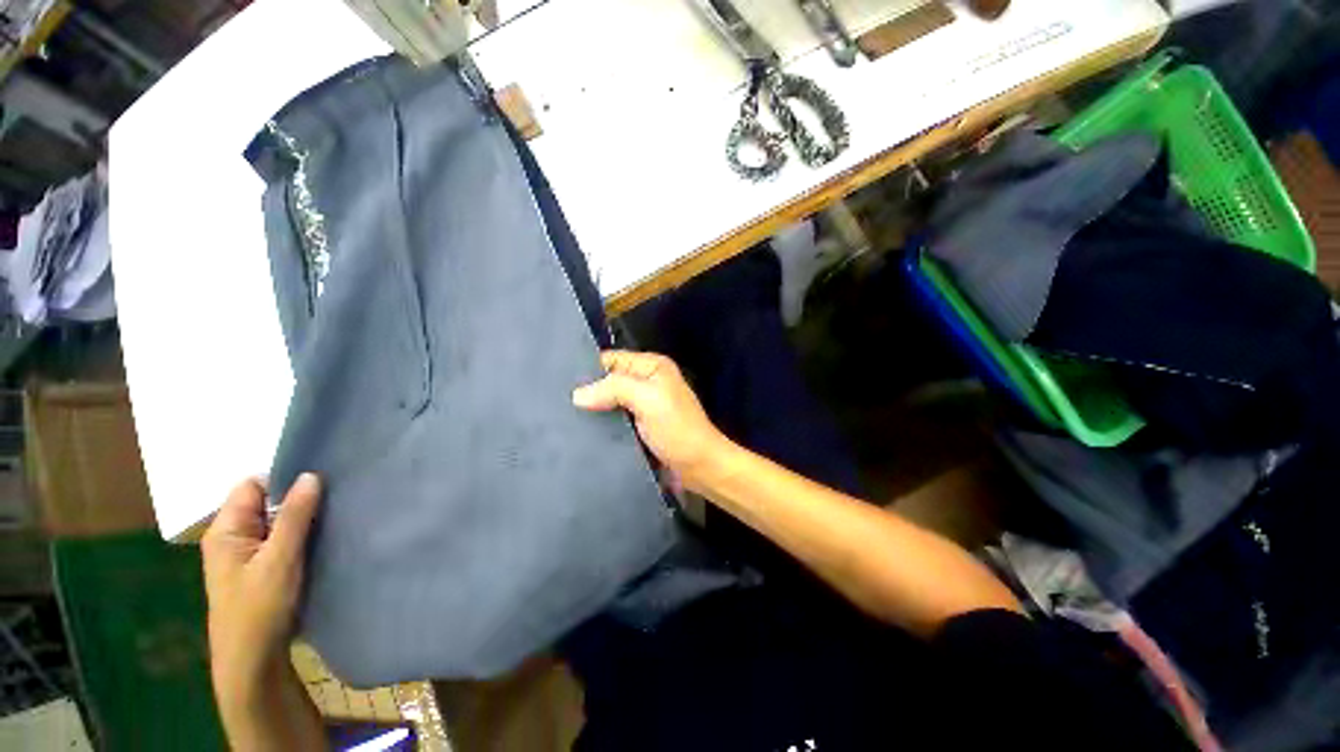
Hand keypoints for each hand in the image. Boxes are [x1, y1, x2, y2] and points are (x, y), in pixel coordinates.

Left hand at [202, 474, 320, 696]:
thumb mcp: (279, 560)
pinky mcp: (263, 568)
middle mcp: (233, 537)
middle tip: (334, 499)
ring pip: (278, 523)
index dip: (283, 480)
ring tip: (334, 517)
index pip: (253, 486)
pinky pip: (283, 540)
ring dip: (303, 520)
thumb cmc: (259, 609)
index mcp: (225, 530)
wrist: (253, 662)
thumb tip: (310, 475)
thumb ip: (294, 516)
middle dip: (298, 500)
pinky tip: (324, 539)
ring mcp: (247, 554)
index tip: (320, 482)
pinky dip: (302, 536)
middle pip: (266, 503)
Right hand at [572, 350, 732, 490]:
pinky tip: (581, 431)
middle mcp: (646, 382)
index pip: (612, 359)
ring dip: (593, 409)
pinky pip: (614, 419)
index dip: (589, 368)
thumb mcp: (648, 400)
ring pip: (610, 401)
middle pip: (609, 380)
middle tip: (557, 403)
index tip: (558, 383)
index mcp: (652, 366)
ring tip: (562, 418)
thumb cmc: (677, 428)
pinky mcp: (639, 426)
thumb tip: (577, 395)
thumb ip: (614, 389)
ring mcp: (643, 405)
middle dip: (588, 391)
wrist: (699, 467)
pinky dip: (601, 424)